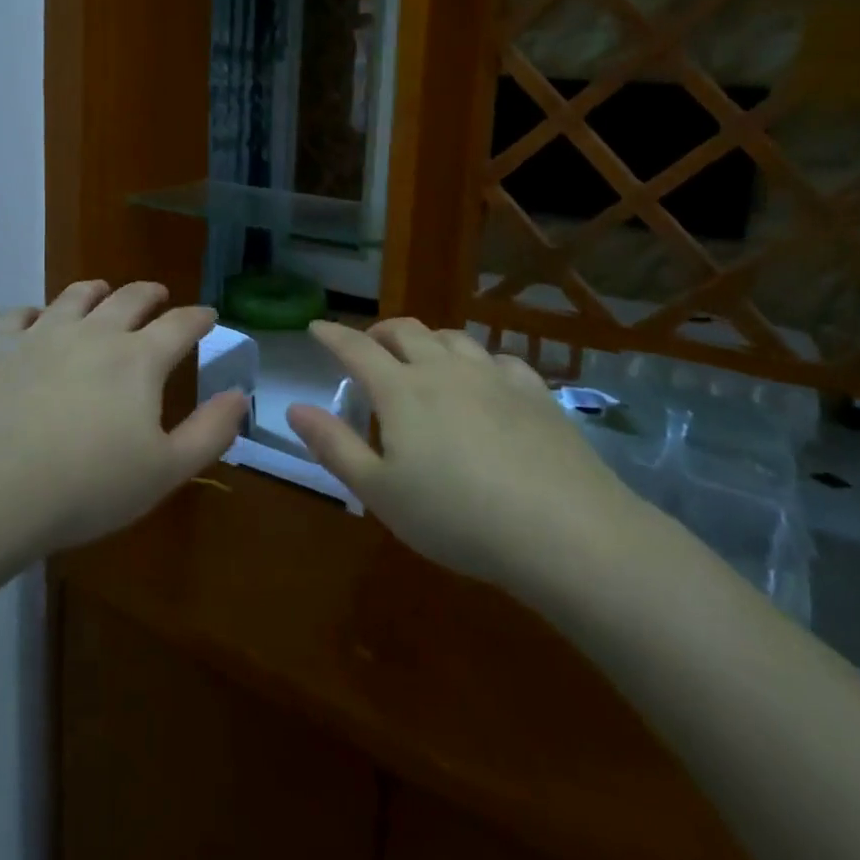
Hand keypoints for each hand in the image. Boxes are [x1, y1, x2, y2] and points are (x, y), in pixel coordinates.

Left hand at [0, 279, 247, 555]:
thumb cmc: (87, 487)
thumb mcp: (165, 471)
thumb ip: (210, 432)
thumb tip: (239, 395)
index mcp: (139, 359)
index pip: (180, 325)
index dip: (198, 318)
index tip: (207, 315)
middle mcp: (93, 333)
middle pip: (129, 298)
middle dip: (150, 293)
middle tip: (158, 294)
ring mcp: (41, 335)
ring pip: (75, 296)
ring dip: (96, 290)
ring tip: (102, 291)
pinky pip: (17, 315)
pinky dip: (32, 313)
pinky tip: (33, 322)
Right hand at [287, 319, 650, 603]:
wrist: (566, 532)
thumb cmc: (457, 517)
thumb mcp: (380, 493)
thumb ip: (333, 445)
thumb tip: (293, 408)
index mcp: (401, 390)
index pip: (356, 348)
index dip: (332, 335)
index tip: (317, 327)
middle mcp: (444, 369)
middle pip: (406, 332)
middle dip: (379, 331)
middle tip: (368, 345)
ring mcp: (494, 376)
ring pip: (452, 338)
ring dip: (427, 340)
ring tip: (421, 356)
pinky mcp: (536, 392)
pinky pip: (499, 358)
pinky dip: (478, 359)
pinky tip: (484, 378)